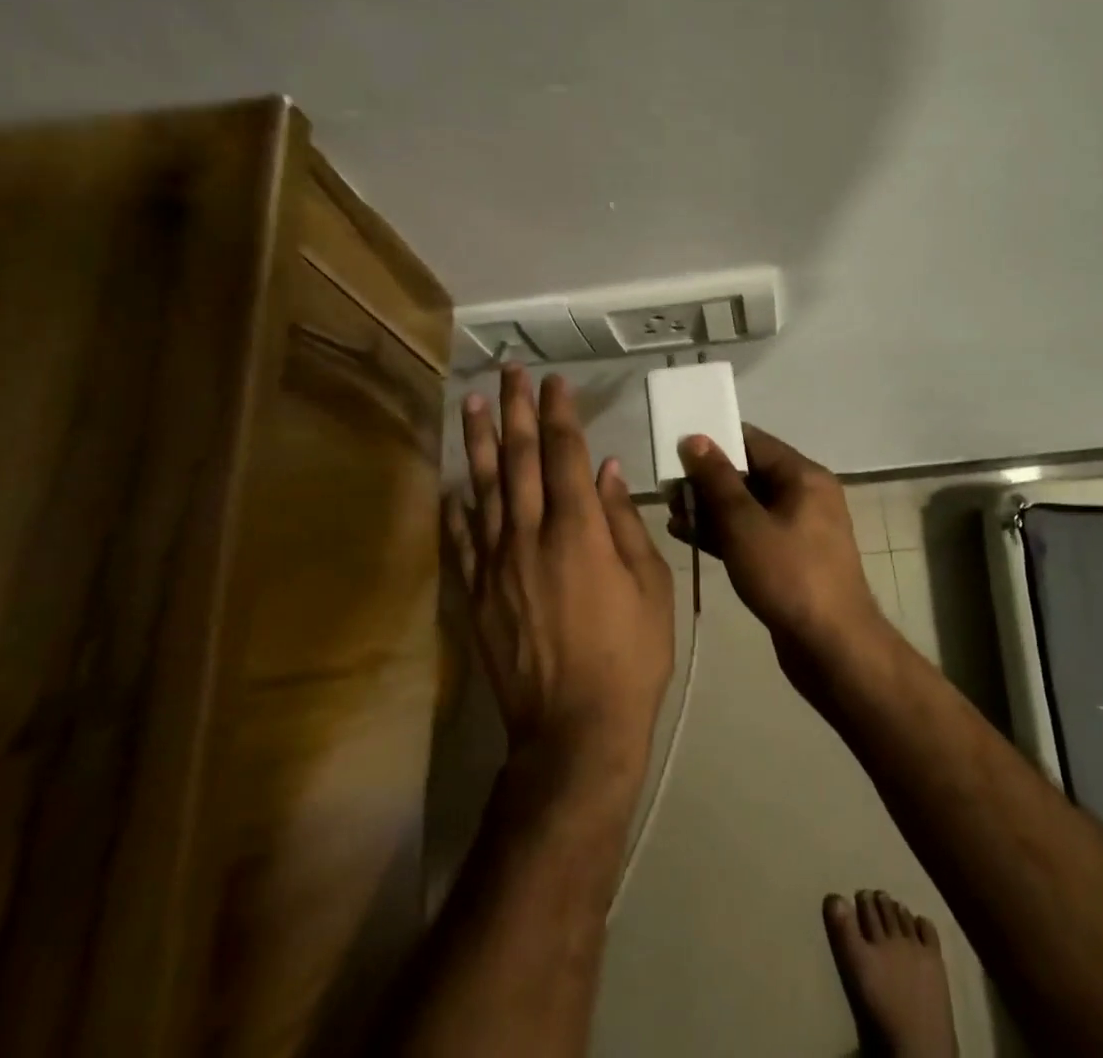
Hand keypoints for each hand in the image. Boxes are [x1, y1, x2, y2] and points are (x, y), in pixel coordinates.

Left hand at [446, 367, 674, 781]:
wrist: (574, 729)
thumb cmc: (629, 656)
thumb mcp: (650, 586)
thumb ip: (626, 524)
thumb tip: (606, 471)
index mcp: (579, 532)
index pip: (564, 454)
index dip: (559, 413)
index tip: (554, 381)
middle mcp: (530, 536)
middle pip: (520, 459)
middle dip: (515, 410)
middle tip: (508, 372)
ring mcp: (496, 564)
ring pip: (484, 489)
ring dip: (479, 443)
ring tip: (471, 404)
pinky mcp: (477, 594)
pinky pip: (460, 540)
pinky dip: (455, 508)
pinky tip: (451, 484)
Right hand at [669, 425, 885, 670]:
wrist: (833, 648)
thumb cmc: (789, 575)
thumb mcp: (745, 524)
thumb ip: (717, 479)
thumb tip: (696, 438)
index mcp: (804, 476)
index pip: (753, 442)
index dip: (714, 442)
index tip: (677, 450)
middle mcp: (805, 495)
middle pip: (749, 474)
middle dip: (707, 481)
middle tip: (668, 491)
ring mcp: (799, 529)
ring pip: (748, 507)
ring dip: (710, 509)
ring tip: (671, 515)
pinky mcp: (790, 559)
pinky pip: (752, 533)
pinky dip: (724, 533)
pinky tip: (688, 536)